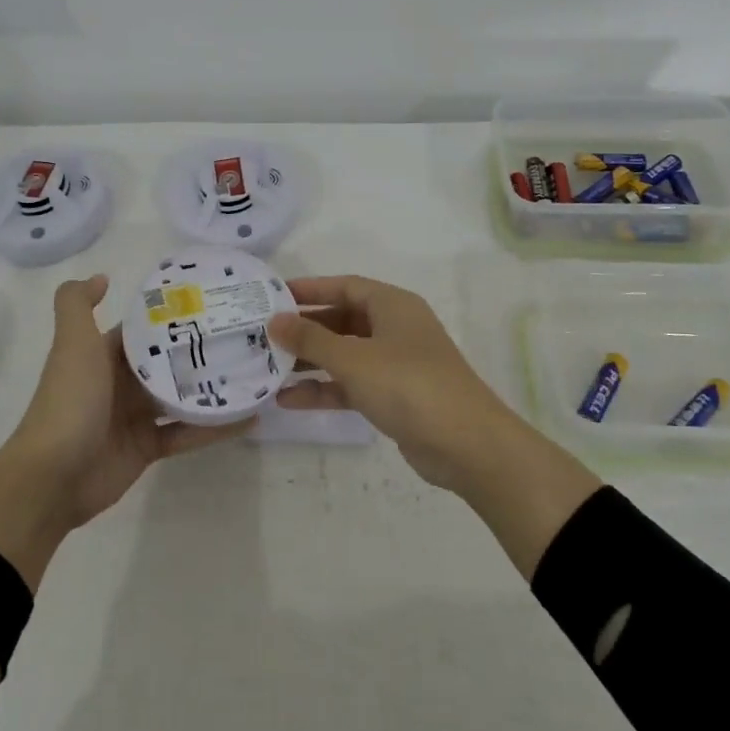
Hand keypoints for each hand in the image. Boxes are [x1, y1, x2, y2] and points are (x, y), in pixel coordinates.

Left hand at [0, 275, 250, 589]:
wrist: (52, 476)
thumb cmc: (69, 401)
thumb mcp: (72, 344)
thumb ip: (76, 304)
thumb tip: (102, 276)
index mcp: (105, 354)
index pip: (145, 329)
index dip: (174, 315)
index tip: (215, 301)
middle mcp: (122, 381)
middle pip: (169, 361)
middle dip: (202, 350)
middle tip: (247, 335)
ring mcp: (136, 416)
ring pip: (182, 396)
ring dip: (213, 387)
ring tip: (256, 371)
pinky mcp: (149, 447)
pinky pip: (187, 433)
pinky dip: (215, 427)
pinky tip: (249, 418)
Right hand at [269, 275, 599, 577]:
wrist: (466, 444)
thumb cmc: (408, 384)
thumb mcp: (353, 358)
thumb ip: (311, 339)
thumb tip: (275, 320)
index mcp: (392, 305)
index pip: (344, 286)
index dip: (308, 289)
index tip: (271, 296)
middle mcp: (394, 328)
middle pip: (342, 319)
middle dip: (304, 328)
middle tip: (263, 334)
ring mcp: (395, 363)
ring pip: (344, 354)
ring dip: (310, 361)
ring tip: (267, 368)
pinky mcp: (394, 396)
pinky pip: (352, 384)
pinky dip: (325, 389)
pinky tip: (289, 400)